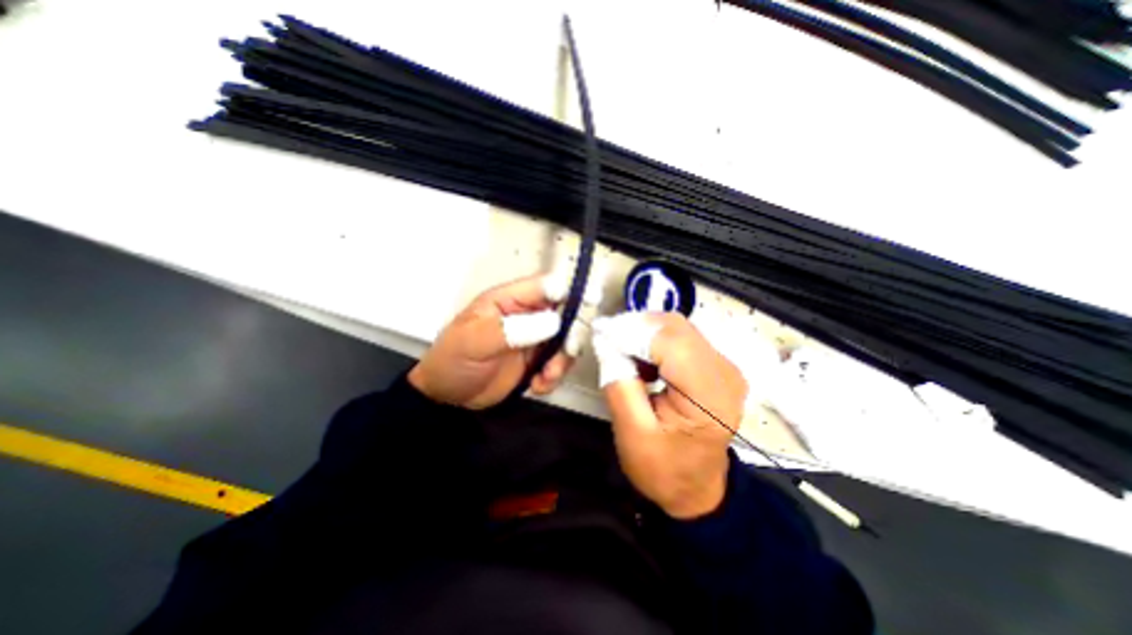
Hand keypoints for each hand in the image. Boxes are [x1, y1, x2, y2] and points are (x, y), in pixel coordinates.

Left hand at [410, 275, 576, 408]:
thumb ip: (511, 329)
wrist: (448, 397)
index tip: (587, 303)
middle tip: (564, 353)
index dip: (569, 290)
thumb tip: (552, 322)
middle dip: (569, 334)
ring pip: (566, 340)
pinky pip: (559, 363)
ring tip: (545, 376)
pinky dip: (554, 376)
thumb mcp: (475, 341)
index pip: (545, 286)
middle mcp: (527, 315)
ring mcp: (534, 338)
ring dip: (562, 360)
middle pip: (564, 313)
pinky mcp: (537, 360)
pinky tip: (537, 385)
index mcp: (509, 300)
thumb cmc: (453, 361)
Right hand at [593, 312, 748, 519]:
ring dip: (644, 333)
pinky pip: (680, 337)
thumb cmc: (665, 470)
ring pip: (676, 328)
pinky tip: (642, 361)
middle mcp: (725, 372)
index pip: (670, 343)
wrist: (696, 489)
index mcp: (710, 396)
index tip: (600, 333)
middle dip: (636, 328)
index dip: (632, 332)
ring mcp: (724, 365)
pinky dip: (654, 340)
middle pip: (675, 328)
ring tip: (622, 355)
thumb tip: (606, 342)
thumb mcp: (632, 434)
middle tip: (607, 342)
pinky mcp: (715, 364)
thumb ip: (618, 384)